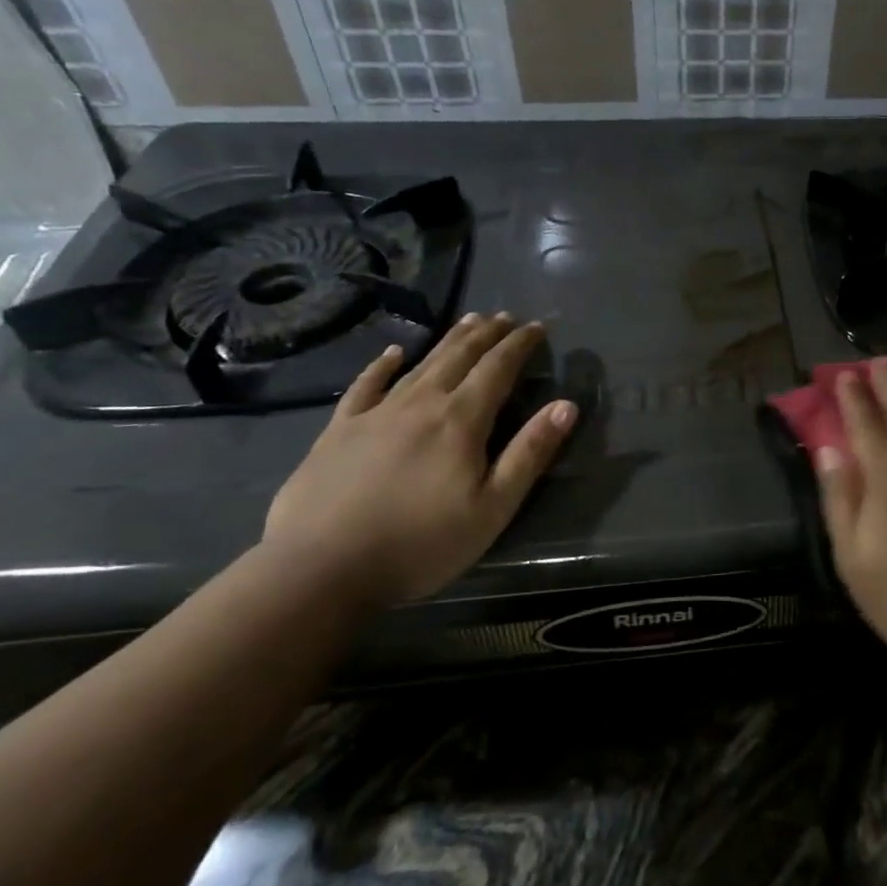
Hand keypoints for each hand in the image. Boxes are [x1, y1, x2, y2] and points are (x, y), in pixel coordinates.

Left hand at [262, 313, 575, 607]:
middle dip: (487, 334)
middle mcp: (421, 404)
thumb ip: (530, 453)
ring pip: (421, 364)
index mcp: (461, 420)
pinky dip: (381, 365)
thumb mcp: (493, 508)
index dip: (520, 345)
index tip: (536, 326)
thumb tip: (566, 406)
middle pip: (460, 356)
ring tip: (468, 321)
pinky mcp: (339, 431)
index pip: (498, 369)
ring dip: (448, 340)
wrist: (320, 569)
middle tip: (505, 316)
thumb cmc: (420, 543)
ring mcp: (375, 414)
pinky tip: (392, 353)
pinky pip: (365, 385)